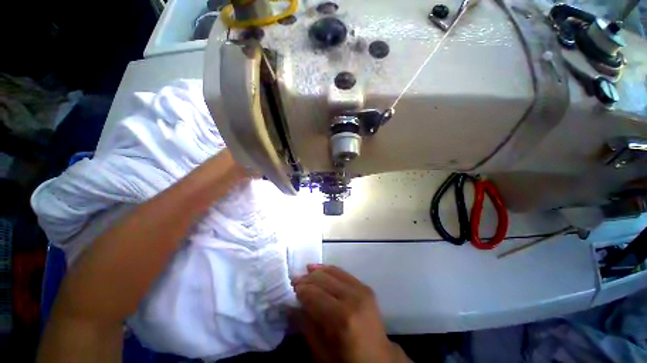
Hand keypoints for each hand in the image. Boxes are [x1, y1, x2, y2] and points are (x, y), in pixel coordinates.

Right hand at [292, 264, 410, 362]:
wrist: (379, 358)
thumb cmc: (347, 361)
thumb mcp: (322, 353)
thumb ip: (305, 326)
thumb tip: (288, 305)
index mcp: (342, 318)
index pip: (314, 294)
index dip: (300, 290)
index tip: (289, 289)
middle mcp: (353, 298)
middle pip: (323, 279)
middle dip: (307, 279)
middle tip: (294, 281)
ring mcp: (361, 289)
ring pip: (333, 272)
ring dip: (317, 271)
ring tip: (305, 272)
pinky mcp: (365, 286)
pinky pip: (343, 272)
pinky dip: (329, 269)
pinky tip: (320, 269)